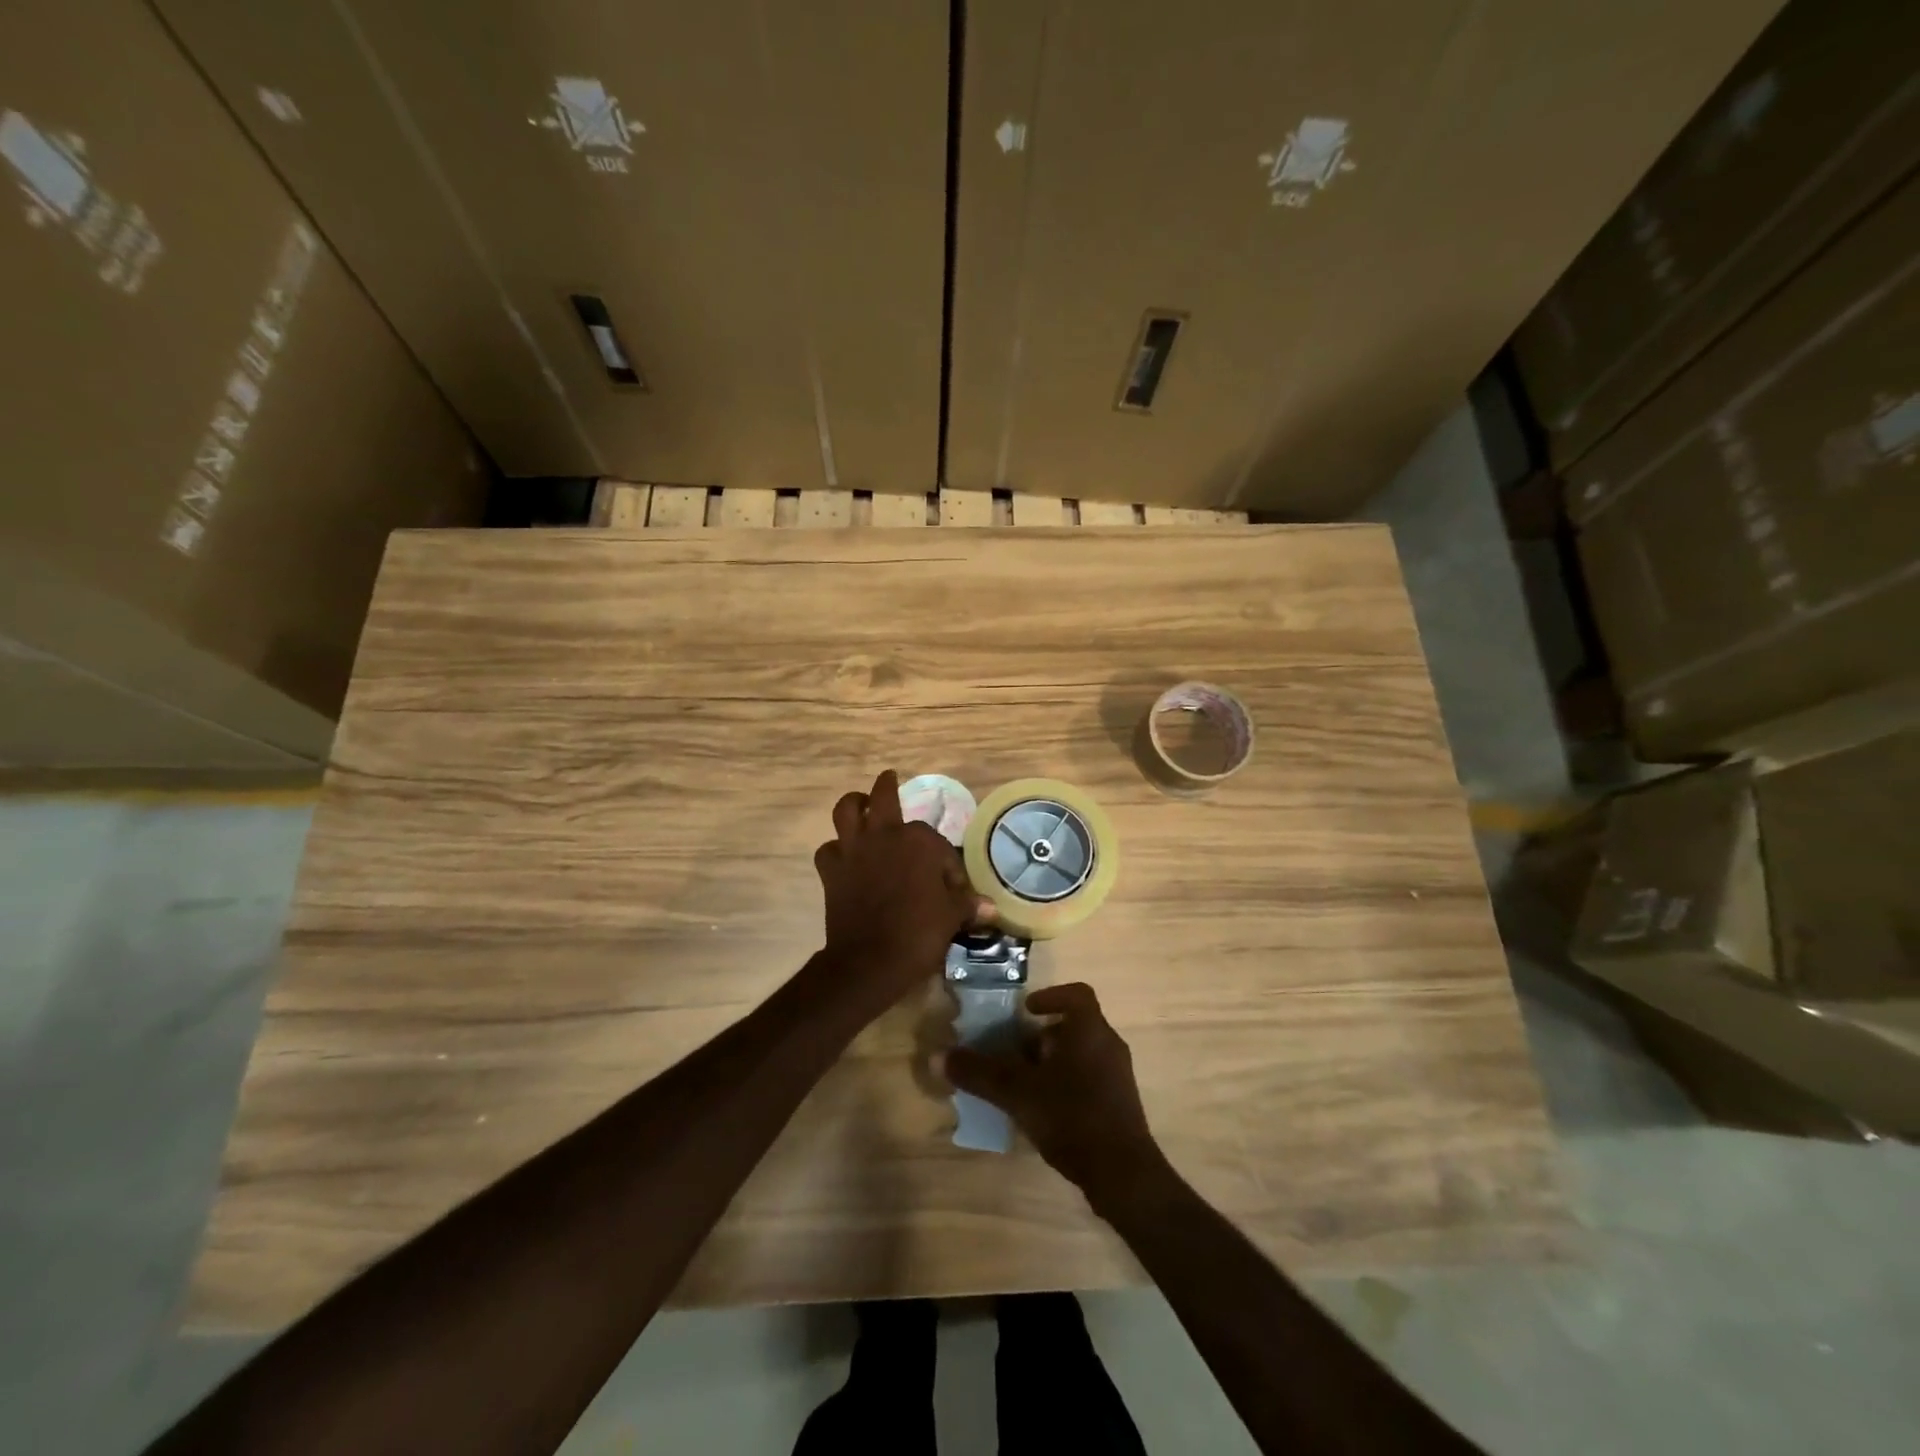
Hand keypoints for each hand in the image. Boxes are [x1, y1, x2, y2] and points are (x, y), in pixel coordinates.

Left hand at [813, 770, 989, 1014]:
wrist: (870, 961)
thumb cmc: (919, 933)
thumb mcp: (952, 917)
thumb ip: (967, 904)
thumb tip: (990, 907)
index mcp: (919, 840)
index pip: (938, 844)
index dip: (948, 866)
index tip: (953, 889)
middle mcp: (884, 834)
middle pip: (883, 796)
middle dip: (887, 786)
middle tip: (890, 779)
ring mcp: (853, 849)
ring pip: (846, 810)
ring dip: (854, 804)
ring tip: (860, 805)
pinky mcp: (831, 870)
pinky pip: (828, 849)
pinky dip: (836, 850)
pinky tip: (844, 858)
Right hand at [938, 983, 1165, 1210]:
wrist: (1122, 1173)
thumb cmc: (1071, 1115)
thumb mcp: (1018, 1092)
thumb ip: (980, 1073)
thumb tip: (937, 1056)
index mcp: (1090, 1029)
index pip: (1077, 994)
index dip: (1050, 996)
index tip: (1026, 1011)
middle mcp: (1108, 1044)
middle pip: (1074, 1026)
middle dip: (1042, 1036)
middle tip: (1014, 1052)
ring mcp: (1118, 1075)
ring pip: (1081, 1054)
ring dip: (1052, 1062)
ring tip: (1023, 1083)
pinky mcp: (1119, 1104)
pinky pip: (1090, 1078)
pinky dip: (1066, 1084)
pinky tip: (1044, 1110)